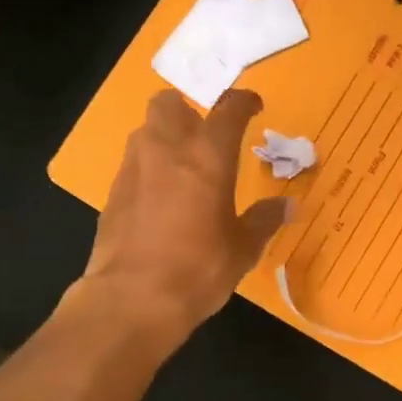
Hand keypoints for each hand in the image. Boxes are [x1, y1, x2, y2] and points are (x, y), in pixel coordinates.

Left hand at [75, 88, 289, 345]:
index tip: (253, 106)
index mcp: (208, 156)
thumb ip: (264, 220)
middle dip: (188, 110)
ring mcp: (134, 168)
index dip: (243, 101)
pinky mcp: (113, 193)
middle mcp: (167, 149)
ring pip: (146, 131)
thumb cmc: (199, 269)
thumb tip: (288, 206)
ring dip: (164, 138)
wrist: (133, 299)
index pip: (228, 109)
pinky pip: (133, 165)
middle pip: (170, 103)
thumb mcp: (243, 248)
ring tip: (183, 168)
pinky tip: (160, 201)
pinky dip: (148, 171)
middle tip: (205, 136)